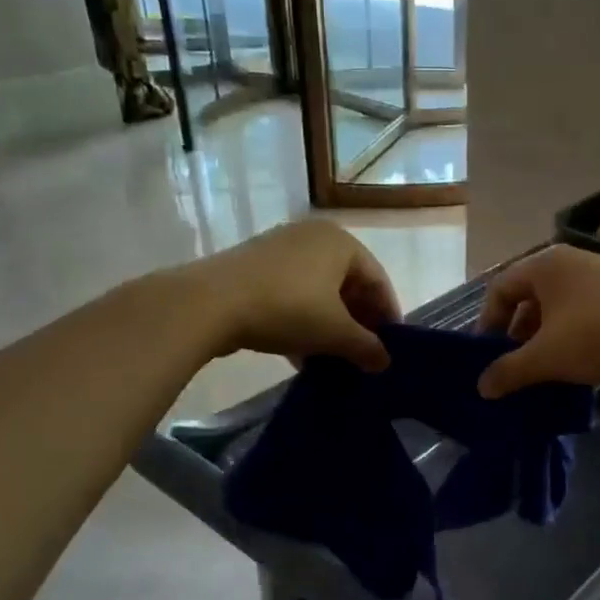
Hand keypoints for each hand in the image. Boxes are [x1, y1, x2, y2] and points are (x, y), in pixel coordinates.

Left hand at [184, 219, 400, 370]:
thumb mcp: (334, 332)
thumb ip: (366, 347)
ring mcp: (280, 249)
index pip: (378, 280)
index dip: (388, 317)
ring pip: (318, 292)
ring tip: (333, 360)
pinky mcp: (254, 267)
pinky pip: (291, 294)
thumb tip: (385, 362)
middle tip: (362, 355)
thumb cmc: (287, 308)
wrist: (209, 303)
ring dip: (329, 326)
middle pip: (348, 285)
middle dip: (357, 323)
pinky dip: (302, 321)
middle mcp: (313, 237)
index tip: (390, 349)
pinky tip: (300, 354)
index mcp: (341, 242)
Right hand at [476, 246, 599, 397]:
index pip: (500, 289)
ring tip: (542, 375)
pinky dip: (571, 342)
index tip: (487, 358)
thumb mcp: (547, 357)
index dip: (488, 324)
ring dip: (545, 343)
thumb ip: (510, 371)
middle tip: (514, 370)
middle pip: (529, 299)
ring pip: (557, 312)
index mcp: (545, 265)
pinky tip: (575, 371)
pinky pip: (583, 318)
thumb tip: (482, 387)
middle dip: (517, 337)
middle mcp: (570, 264)